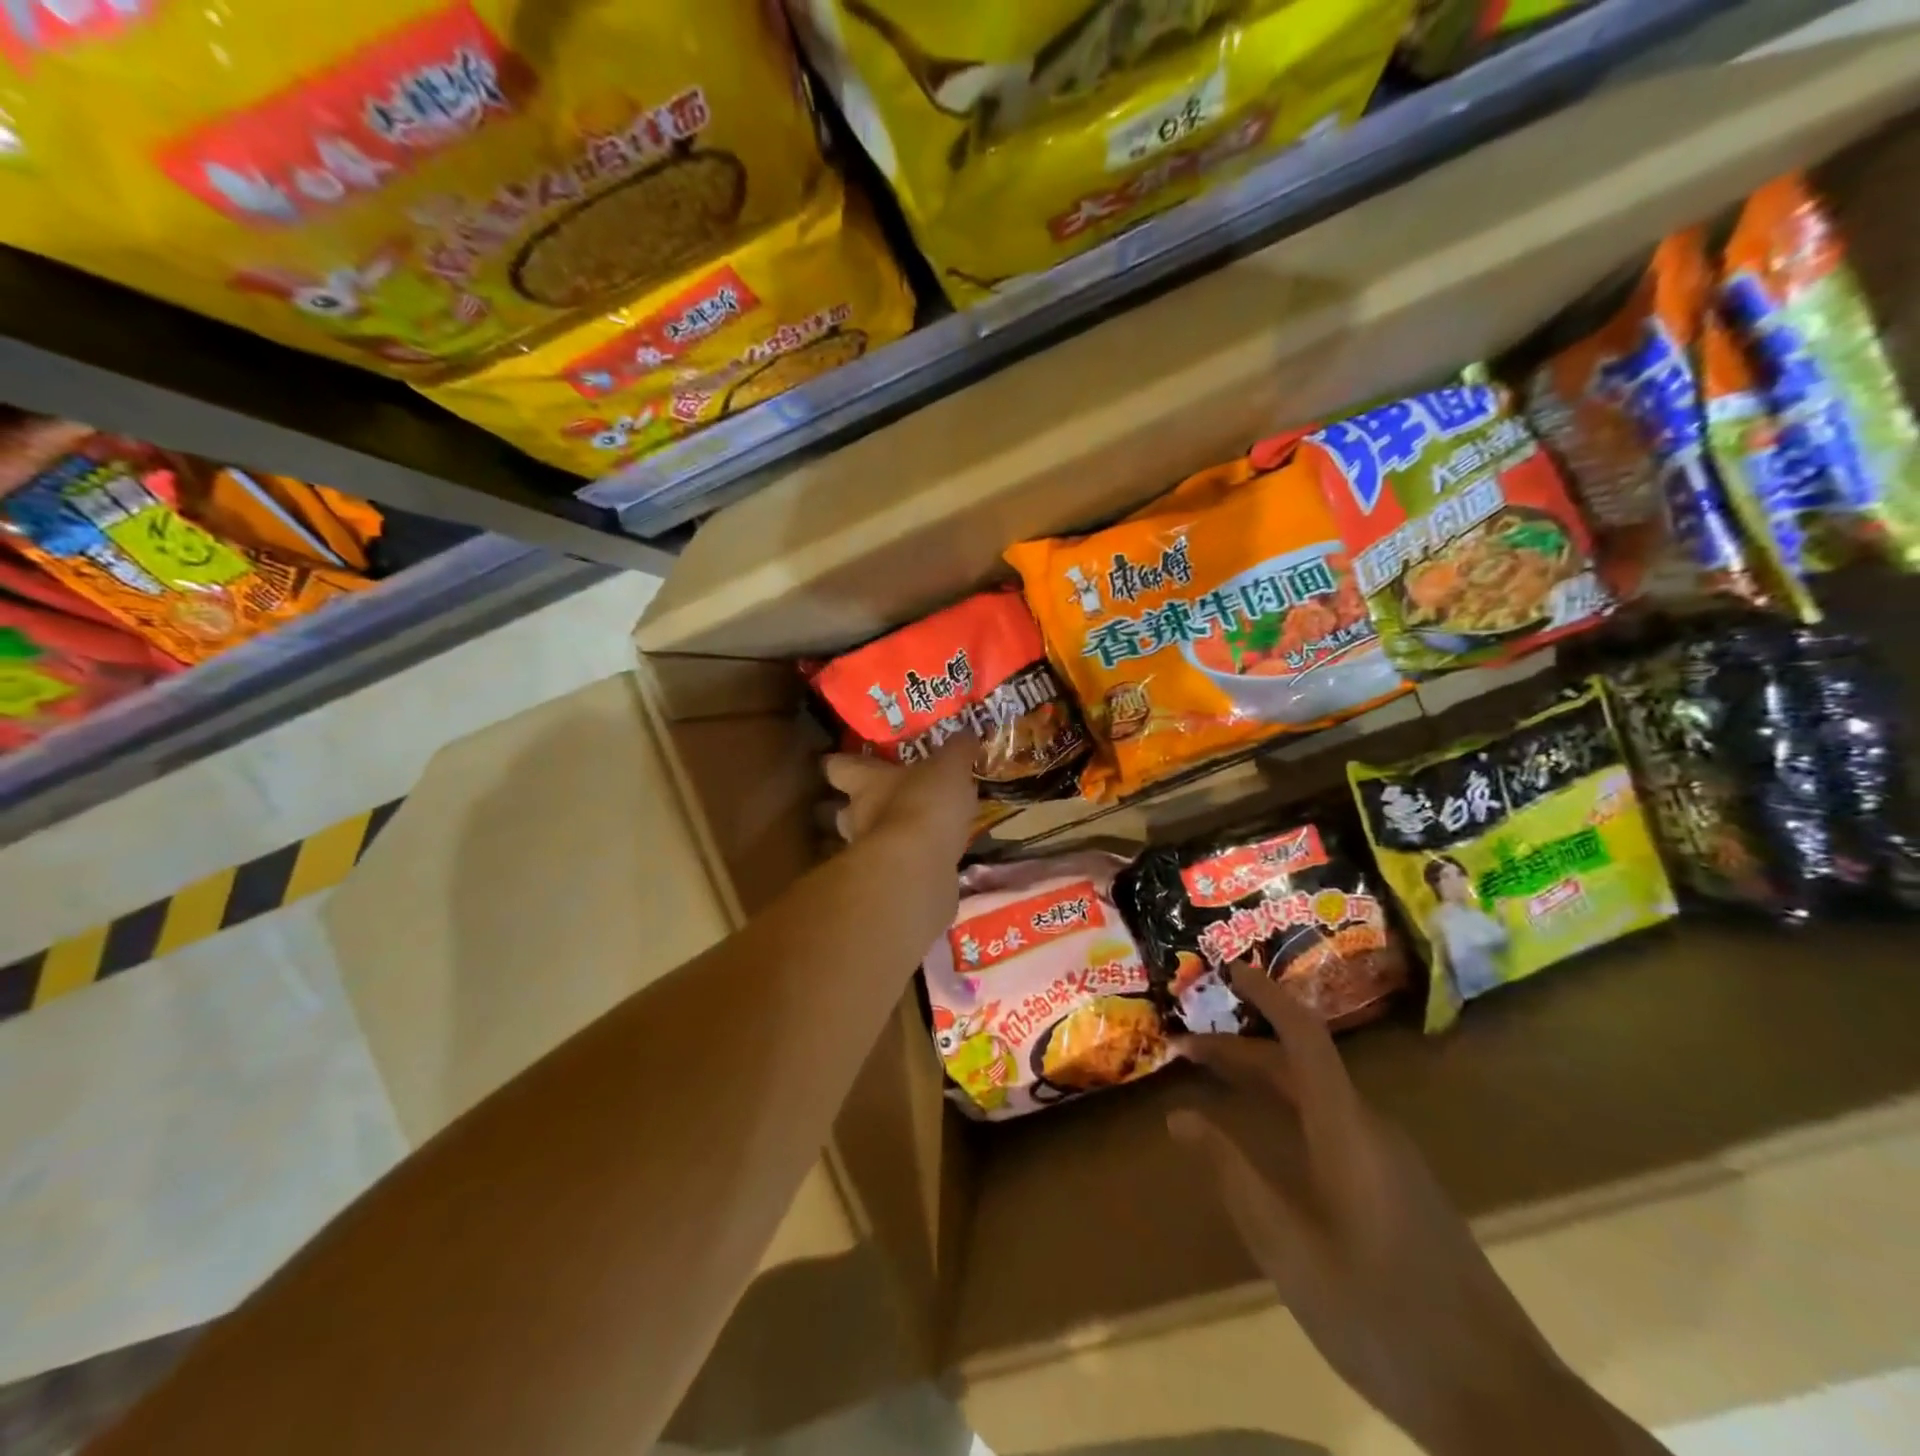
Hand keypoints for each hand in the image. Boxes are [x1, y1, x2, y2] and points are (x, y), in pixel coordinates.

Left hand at [823, 736, 976, 859]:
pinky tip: (933, 858)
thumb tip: (967, 734)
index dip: (843, 762)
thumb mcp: (949, 768)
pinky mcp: (886, 883)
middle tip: (891, 799)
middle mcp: (858, 816)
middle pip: (847, 808)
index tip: (853, 760)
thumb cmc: (923, 805)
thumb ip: (957, 751)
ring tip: (917, 831)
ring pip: (870, 839)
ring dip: (889, 836)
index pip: (838, 767)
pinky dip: (910, 862)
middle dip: (866, 805)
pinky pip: (896, 866)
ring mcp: (868, 853)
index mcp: (865, 782)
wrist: (916, 869)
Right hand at [1169, 964, 1665, 1455]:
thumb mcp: (1288, 1249)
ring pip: (1317, 1095)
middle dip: (1241, 1048)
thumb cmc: (1382, 1317)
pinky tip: (1269, 1140)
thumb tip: (1180, 1116)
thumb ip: (1233, 1174)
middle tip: (1185, 1049)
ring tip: (1215, 1082)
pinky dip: (1288, 1109)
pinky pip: (1333, 1122)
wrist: (1502, 1403)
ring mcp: (1392, 1159)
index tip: (1227, 968)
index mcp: (1346, 1129)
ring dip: (1264, 1079)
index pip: (1304, 1037)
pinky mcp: (1401, 1189)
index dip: (1267, 995)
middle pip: (1301, 1065)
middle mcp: (1371, 1128)